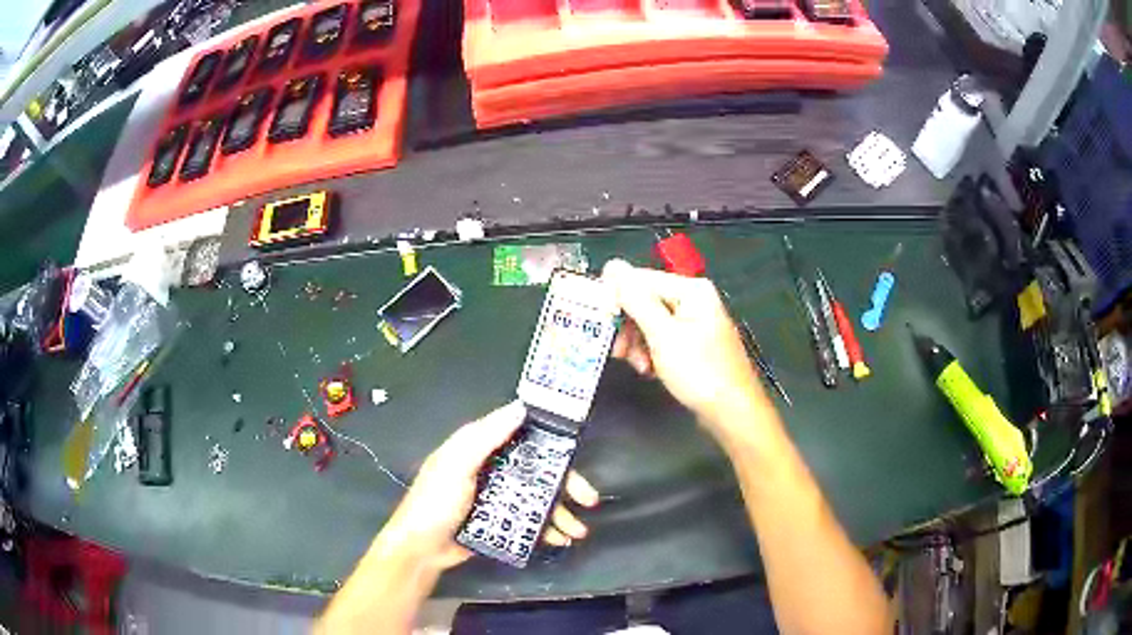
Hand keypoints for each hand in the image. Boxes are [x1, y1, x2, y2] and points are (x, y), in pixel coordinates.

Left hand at [377, 401, 599, 571]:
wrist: (421, 548)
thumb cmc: (436, 501)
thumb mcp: (457, 464)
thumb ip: (486, 437)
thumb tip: (520, 408)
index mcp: (480, 449)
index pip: (522, 435)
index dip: (550, 441)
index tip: (576, 449)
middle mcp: (493, 469)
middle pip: (537, 471)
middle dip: (565, 485)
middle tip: (588, 499)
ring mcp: (497, 498)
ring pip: (538, 498)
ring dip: (561, 512)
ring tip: (578, 531)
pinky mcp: (500, 522)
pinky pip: (530, 521)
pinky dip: (547, 529)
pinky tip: (559, 539)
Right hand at [602, 259, 767, 434]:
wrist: (732, 412)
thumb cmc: (700, 372)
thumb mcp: (662, 335)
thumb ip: (636, 300)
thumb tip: (612, 265)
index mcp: (691, 290)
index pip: (641, 279)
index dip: (616, 298)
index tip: (599, 322)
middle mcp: (694, 300)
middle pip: (645, 301)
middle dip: (629, 327)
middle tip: (618, 351)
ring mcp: (695, 322)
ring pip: (651, 323)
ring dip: (638, 344)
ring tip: (640, 367)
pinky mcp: (694, 344)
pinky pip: (663, 339)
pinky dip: (652, 353)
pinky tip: (650, 370)